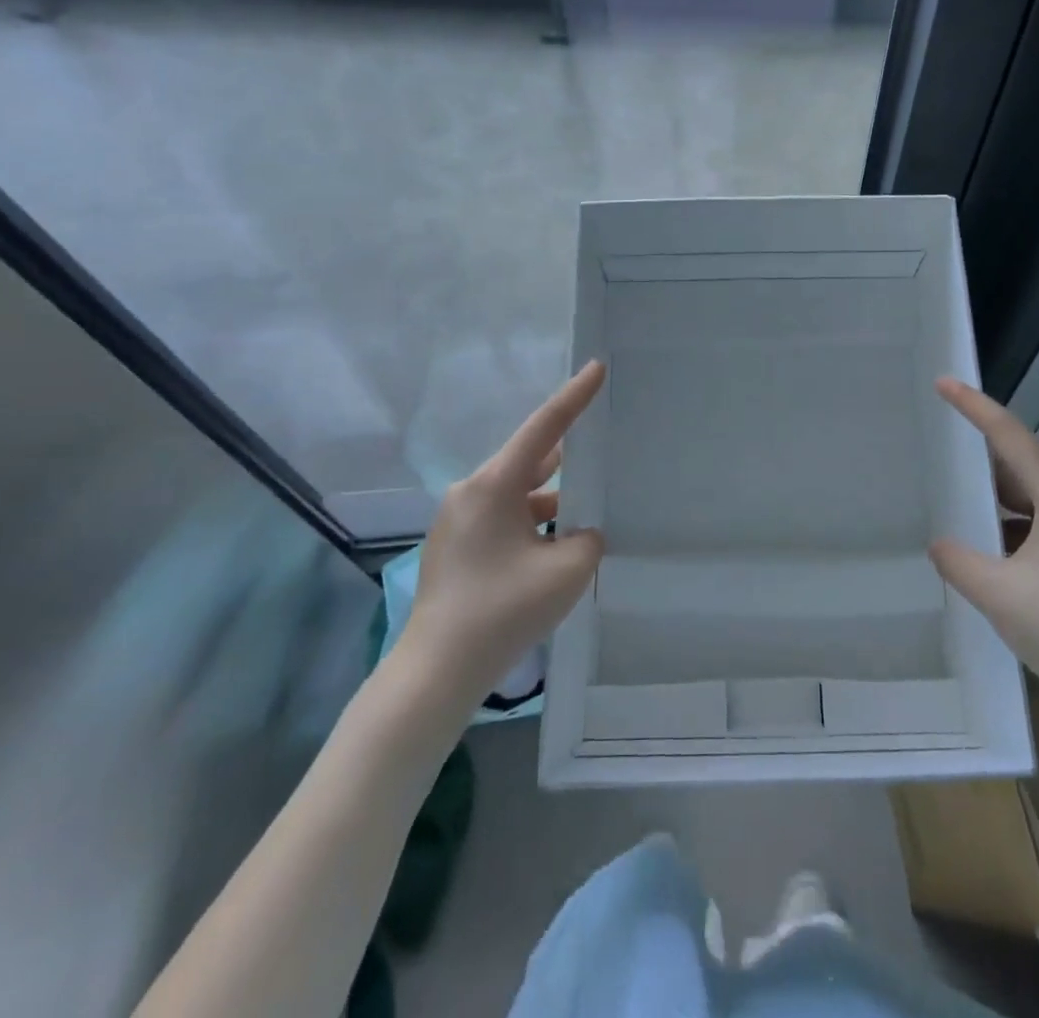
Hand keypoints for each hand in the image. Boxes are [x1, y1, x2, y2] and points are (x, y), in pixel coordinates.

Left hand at [400, 361, 607, 700]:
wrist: (436, 672)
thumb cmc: (502, 611)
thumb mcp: (566, 572)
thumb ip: (588, 539)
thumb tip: (580, 533)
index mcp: (493, 486)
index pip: (544, 428)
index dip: (574, 397)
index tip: (596, 367)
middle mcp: (470, 492)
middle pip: (530, 462)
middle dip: (566, 461)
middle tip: (602, 455)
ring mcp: (458, 520)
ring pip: (517, 495)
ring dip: (549, 502)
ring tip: (586, 516)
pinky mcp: (455, 546)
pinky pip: (502, 519)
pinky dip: (531, 524)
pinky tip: (554, 550)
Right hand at [929, 378, 1038, 734]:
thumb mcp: (998, 595)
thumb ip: (958, 560)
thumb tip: (940, 543)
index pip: (1010, 437)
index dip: (975, 407)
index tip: (944, 382)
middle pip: (1021, 463)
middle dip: (980, 451)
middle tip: (940, 438)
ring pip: (1031, 496)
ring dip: (994, 493)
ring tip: (953, 490)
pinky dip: (1008, 522)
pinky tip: (984, 541)